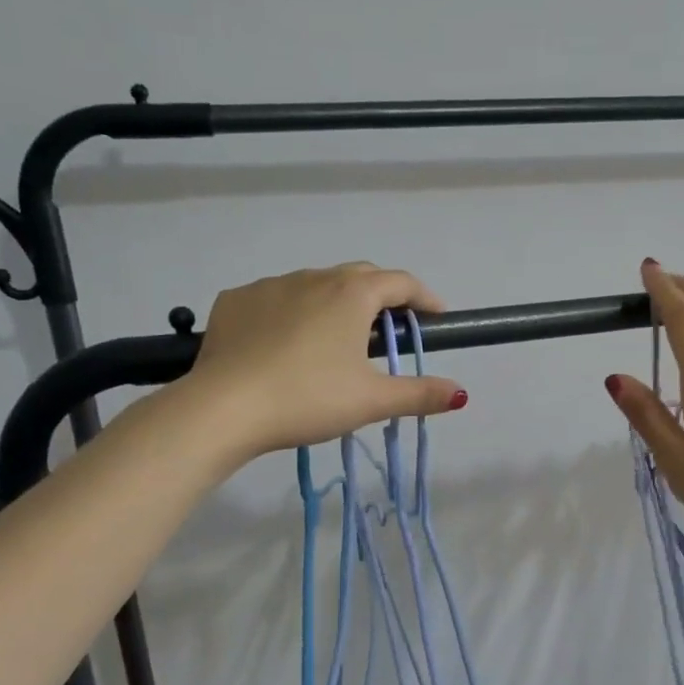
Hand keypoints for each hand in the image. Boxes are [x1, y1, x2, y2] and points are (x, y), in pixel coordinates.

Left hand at [186, 263, 466, 458]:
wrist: (223, 408)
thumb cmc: (308, 398)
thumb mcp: (372, 401)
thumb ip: (419, 394)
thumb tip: (460, 393)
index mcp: (351, 294)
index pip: (401, 283)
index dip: (424, 298)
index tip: (436, 317)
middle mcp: (313, 277)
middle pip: (359, 276)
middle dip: (381, 296)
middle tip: (389, 329)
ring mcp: (269, 285)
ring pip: (314, 285)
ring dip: (334, 303)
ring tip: (335, 338)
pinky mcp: (234, 301)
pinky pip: (274, 298)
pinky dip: (290, 312)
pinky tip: (284, 342)